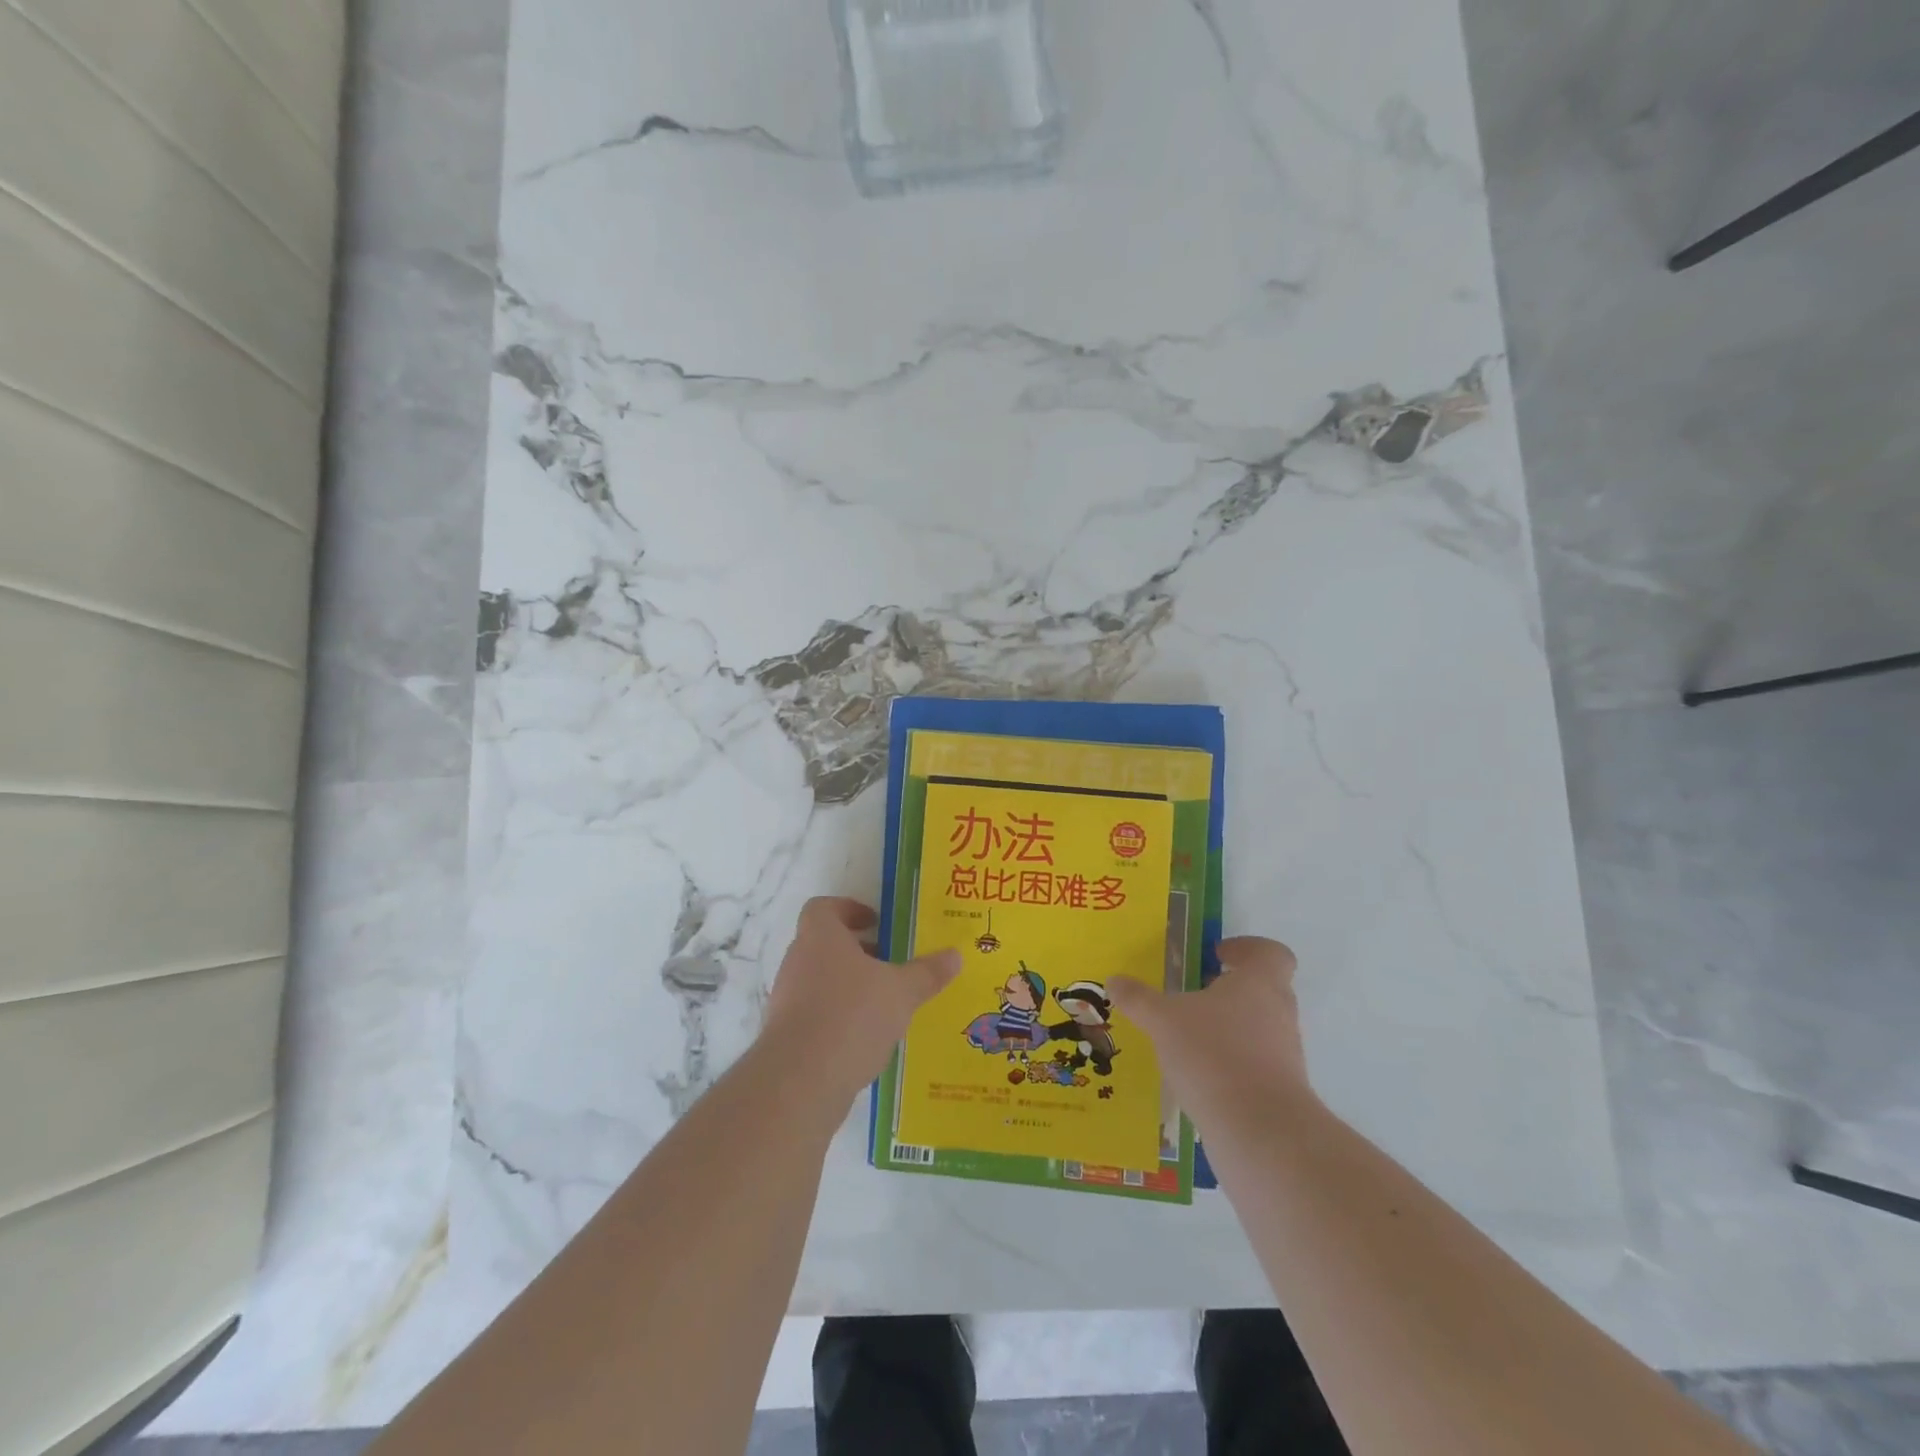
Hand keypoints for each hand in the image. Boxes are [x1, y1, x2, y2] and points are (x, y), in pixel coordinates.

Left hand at [762, 897, 961, 1104]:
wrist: (801, 1080)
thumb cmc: (852, 1015)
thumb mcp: (901, 991)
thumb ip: (927, 972)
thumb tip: (955, 955)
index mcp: (820, 937)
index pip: (824, 908)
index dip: (849, 910)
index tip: (877, 923)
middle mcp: (798, 961)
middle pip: (825, 945)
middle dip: (858, 952)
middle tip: (891, 964)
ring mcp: (787, 999)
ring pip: (821, 981)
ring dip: (849, 987)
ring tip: (885, 1004)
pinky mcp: (786, 1035)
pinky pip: (816, 1014)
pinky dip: (839, 1019)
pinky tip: (867, 1039)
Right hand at [1108, 937, 1312, 1128]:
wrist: (1259, 1132)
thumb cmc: (1214, 1054)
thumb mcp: (1163, 1020)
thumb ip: (1138, 998)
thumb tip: (1114, 980)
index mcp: (1259, 983)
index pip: (1271, 953)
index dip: (1246, 948)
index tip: (1217, 955)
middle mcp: (1279, 1013)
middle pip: (1263, 989)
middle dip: (1228, 989)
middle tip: (1192, 993)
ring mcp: (1285, 1055)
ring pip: (1258, 1028)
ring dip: (1227, 1027)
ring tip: (1186, 1036)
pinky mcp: (1278, 1092)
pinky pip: (1253, 1065)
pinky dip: (1229, 1063)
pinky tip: (1195, 1074)